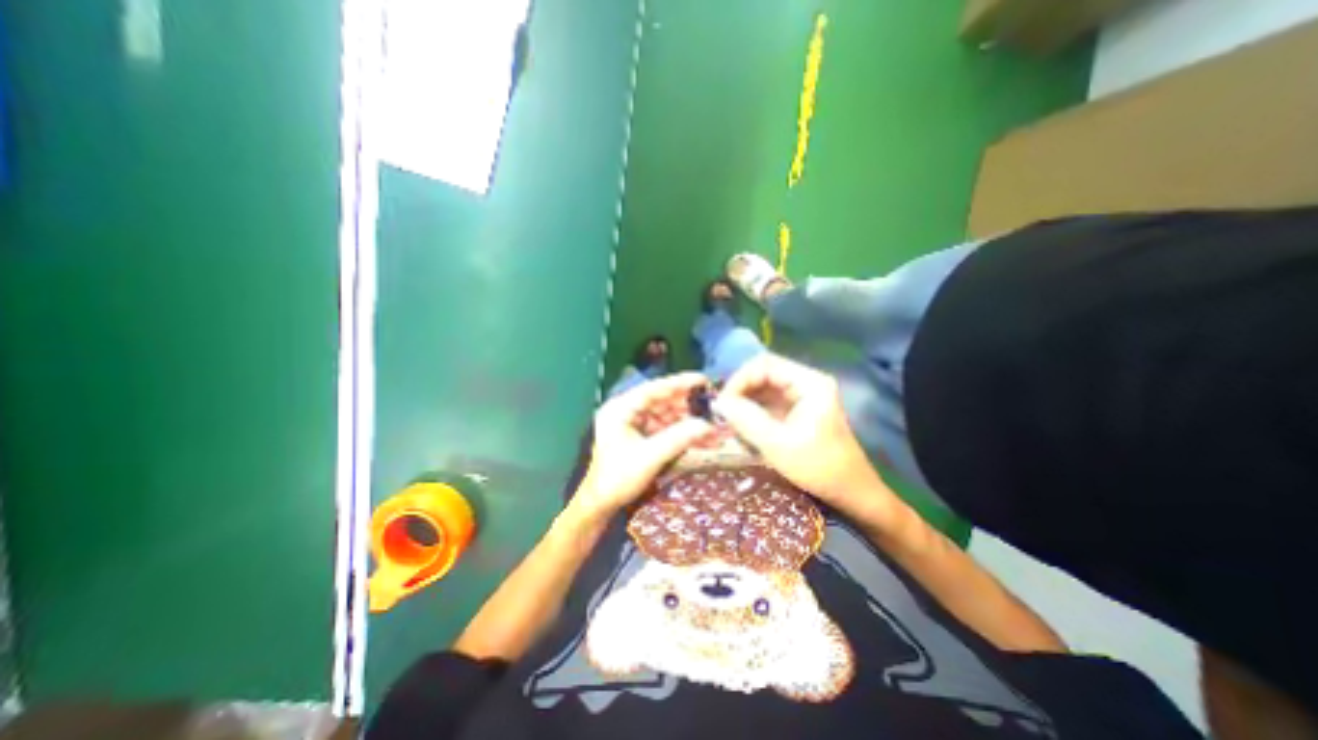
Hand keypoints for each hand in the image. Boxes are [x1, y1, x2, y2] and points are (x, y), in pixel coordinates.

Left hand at [575, 376, 710, 519]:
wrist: (601, 504)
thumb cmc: (618, 478)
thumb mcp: (649, 457)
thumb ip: (678, 438)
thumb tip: (707, 425)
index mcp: (620, 408)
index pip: (653, 389)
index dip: (679, 383)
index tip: (703, 379)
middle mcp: (626, 410)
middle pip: (661, 400)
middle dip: (686, 404)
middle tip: (712, 405)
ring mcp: (632, 423)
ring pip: (665, 414)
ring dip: (686, 419)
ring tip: (710, 424)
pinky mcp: (639, 435)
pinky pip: (663, 427)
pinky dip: (680, 431)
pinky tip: (698, 436)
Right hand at [711, 356, 894, 517]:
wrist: (852, 493)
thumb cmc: (820, 468)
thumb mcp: (779, 444)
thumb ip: (747, 420)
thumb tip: (718, 403)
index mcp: (809, 383)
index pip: (765, 364)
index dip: (740, 378)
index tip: (723, 402)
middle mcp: (805, 382)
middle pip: (763, 373)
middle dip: (740, 390)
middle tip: (722, 412)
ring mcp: (801, 396)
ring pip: (763, 387)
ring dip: (744, 401)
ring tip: (729, 419)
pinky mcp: (797, 410)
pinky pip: (768, 402)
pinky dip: (752, 411)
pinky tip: (741, 425)